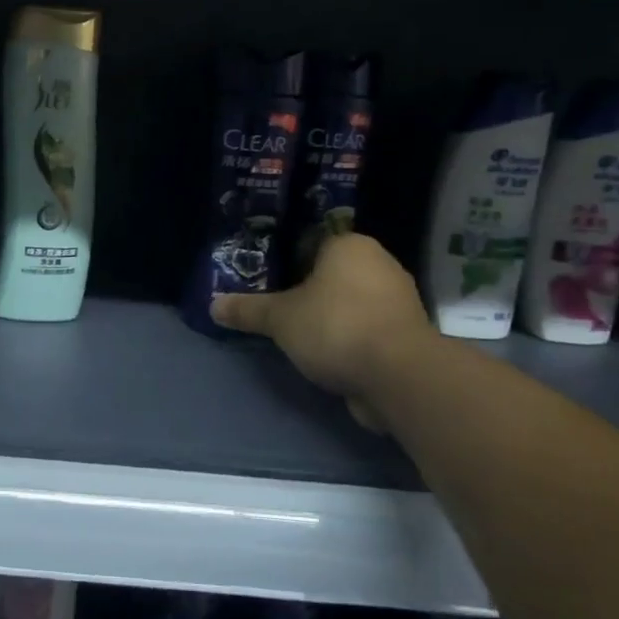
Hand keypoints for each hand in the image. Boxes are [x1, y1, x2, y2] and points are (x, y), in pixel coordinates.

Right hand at [211, 233, 436, 427]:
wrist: (400, 376)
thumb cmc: (336, 327)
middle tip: (276, 307)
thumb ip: (248, 310)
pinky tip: (326, 354)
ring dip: (329, 316)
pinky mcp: (406, 334)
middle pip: (333, 273)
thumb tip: (212, 305)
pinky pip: (367, 328)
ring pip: (351, 301)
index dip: (287, 259)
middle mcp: (380, 264)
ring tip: (297, 333)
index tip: (267, 280)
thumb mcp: (280, 318)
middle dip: (307, 290)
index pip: (313, 242)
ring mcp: (398, 301)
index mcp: (350, 246)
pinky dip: (349, 338)